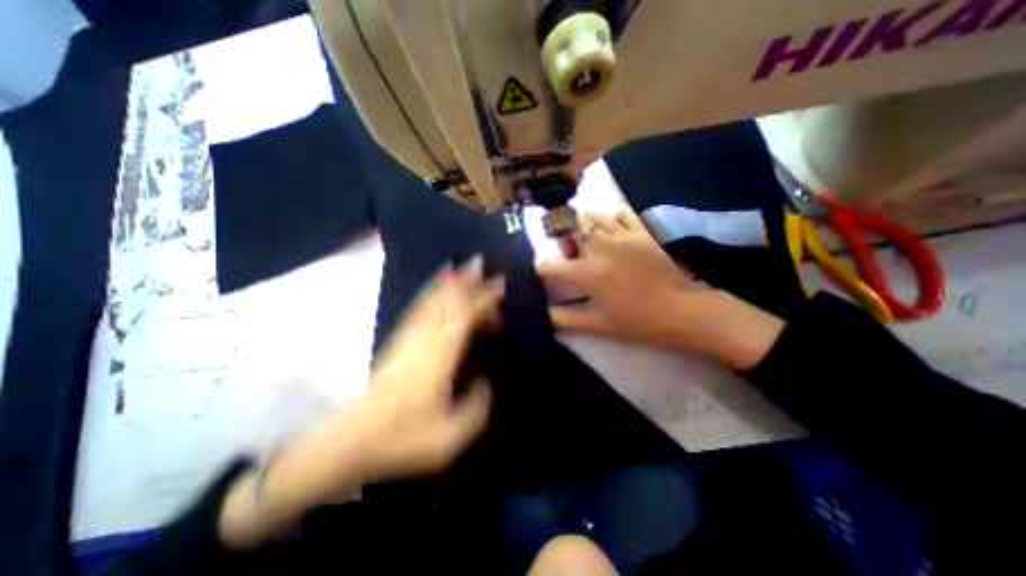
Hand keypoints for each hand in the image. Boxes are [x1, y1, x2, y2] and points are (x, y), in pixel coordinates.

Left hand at [221, 260, 500, 546]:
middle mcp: (424, 341)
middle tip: (481, 265)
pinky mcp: (398, 342)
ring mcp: (408, 339)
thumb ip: (476, 408)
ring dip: (448, 284)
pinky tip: (435, 289)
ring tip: (461, 268)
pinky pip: (418, 311)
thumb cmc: (400, 438)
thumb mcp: (449, 438)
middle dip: (466, 282)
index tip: (499, 289)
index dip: (483, 301)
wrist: (349, 440)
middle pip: (447, 303)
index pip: (464, 318)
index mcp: (438, 358)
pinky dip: (429, 295)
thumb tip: (486, 382)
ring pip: (431, 303)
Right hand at [539, 206, 787, 367]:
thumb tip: (543, 315)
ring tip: (591, 244)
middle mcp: (600, 248)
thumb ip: (565, 320)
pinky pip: (621, 214)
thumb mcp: (598, 325)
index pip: (550, 267)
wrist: (684, 311)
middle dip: (565, 240)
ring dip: (584, 228)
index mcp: (588, 273)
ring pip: (592, 216)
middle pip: (569, 229)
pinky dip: (612, 219)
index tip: (541, 271)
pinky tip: (614, 234)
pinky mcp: (641, 233)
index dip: (539, 269)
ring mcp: (623, 236)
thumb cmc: (638, 322)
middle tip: (573, 256)